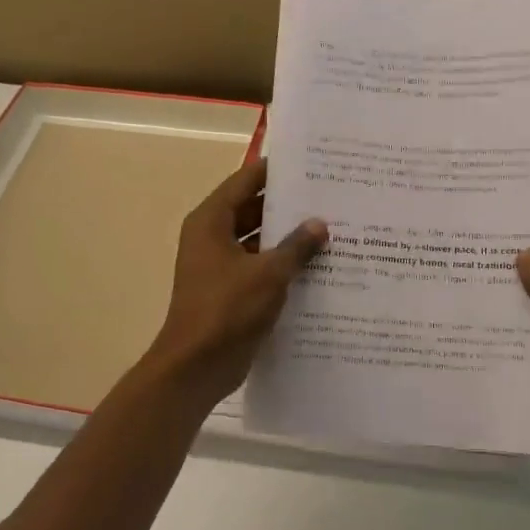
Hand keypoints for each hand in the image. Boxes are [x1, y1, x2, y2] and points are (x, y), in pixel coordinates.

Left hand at [143, 159, 327, 408]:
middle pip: (252, 210)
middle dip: (288, 206)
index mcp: (211, 222)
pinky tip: (318, 267)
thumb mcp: (268, 274)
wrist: (197, 366)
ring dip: (288, 239)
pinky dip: (282, 266)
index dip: (275, 171)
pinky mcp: (230, 292)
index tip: (310, 163)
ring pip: (259, 242)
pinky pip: (259, 268)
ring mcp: (220, 266)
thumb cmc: (227, 309)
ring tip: (332, 230)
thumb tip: (320, 224)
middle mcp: (212, 238)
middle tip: (330, 197)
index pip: (246, 182)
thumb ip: (296, 246)